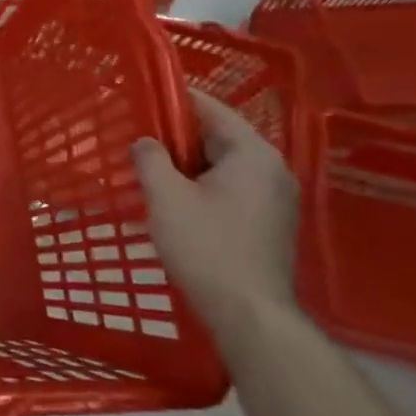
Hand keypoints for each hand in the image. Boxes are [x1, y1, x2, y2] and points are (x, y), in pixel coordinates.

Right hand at [132, 90, 301, 343]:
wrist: (249, 314)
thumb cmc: (206, 247)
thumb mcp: (165, 196)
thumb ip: (151, 158)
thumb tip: (145, 141)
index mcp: (253, 154)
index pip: (211, 109)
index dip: (174, 101)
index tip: (141, 101)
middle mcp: (273, 169)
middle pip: (220, 136)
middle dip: (178, 136)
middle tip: (138, 138)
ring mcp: (276, 199)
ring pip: (225, 165)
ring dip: (189, 164)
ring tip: (151, 168)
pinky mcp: (270, 223)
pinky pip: (233, 188)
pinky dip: (204, 185)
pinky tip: (176, 199)